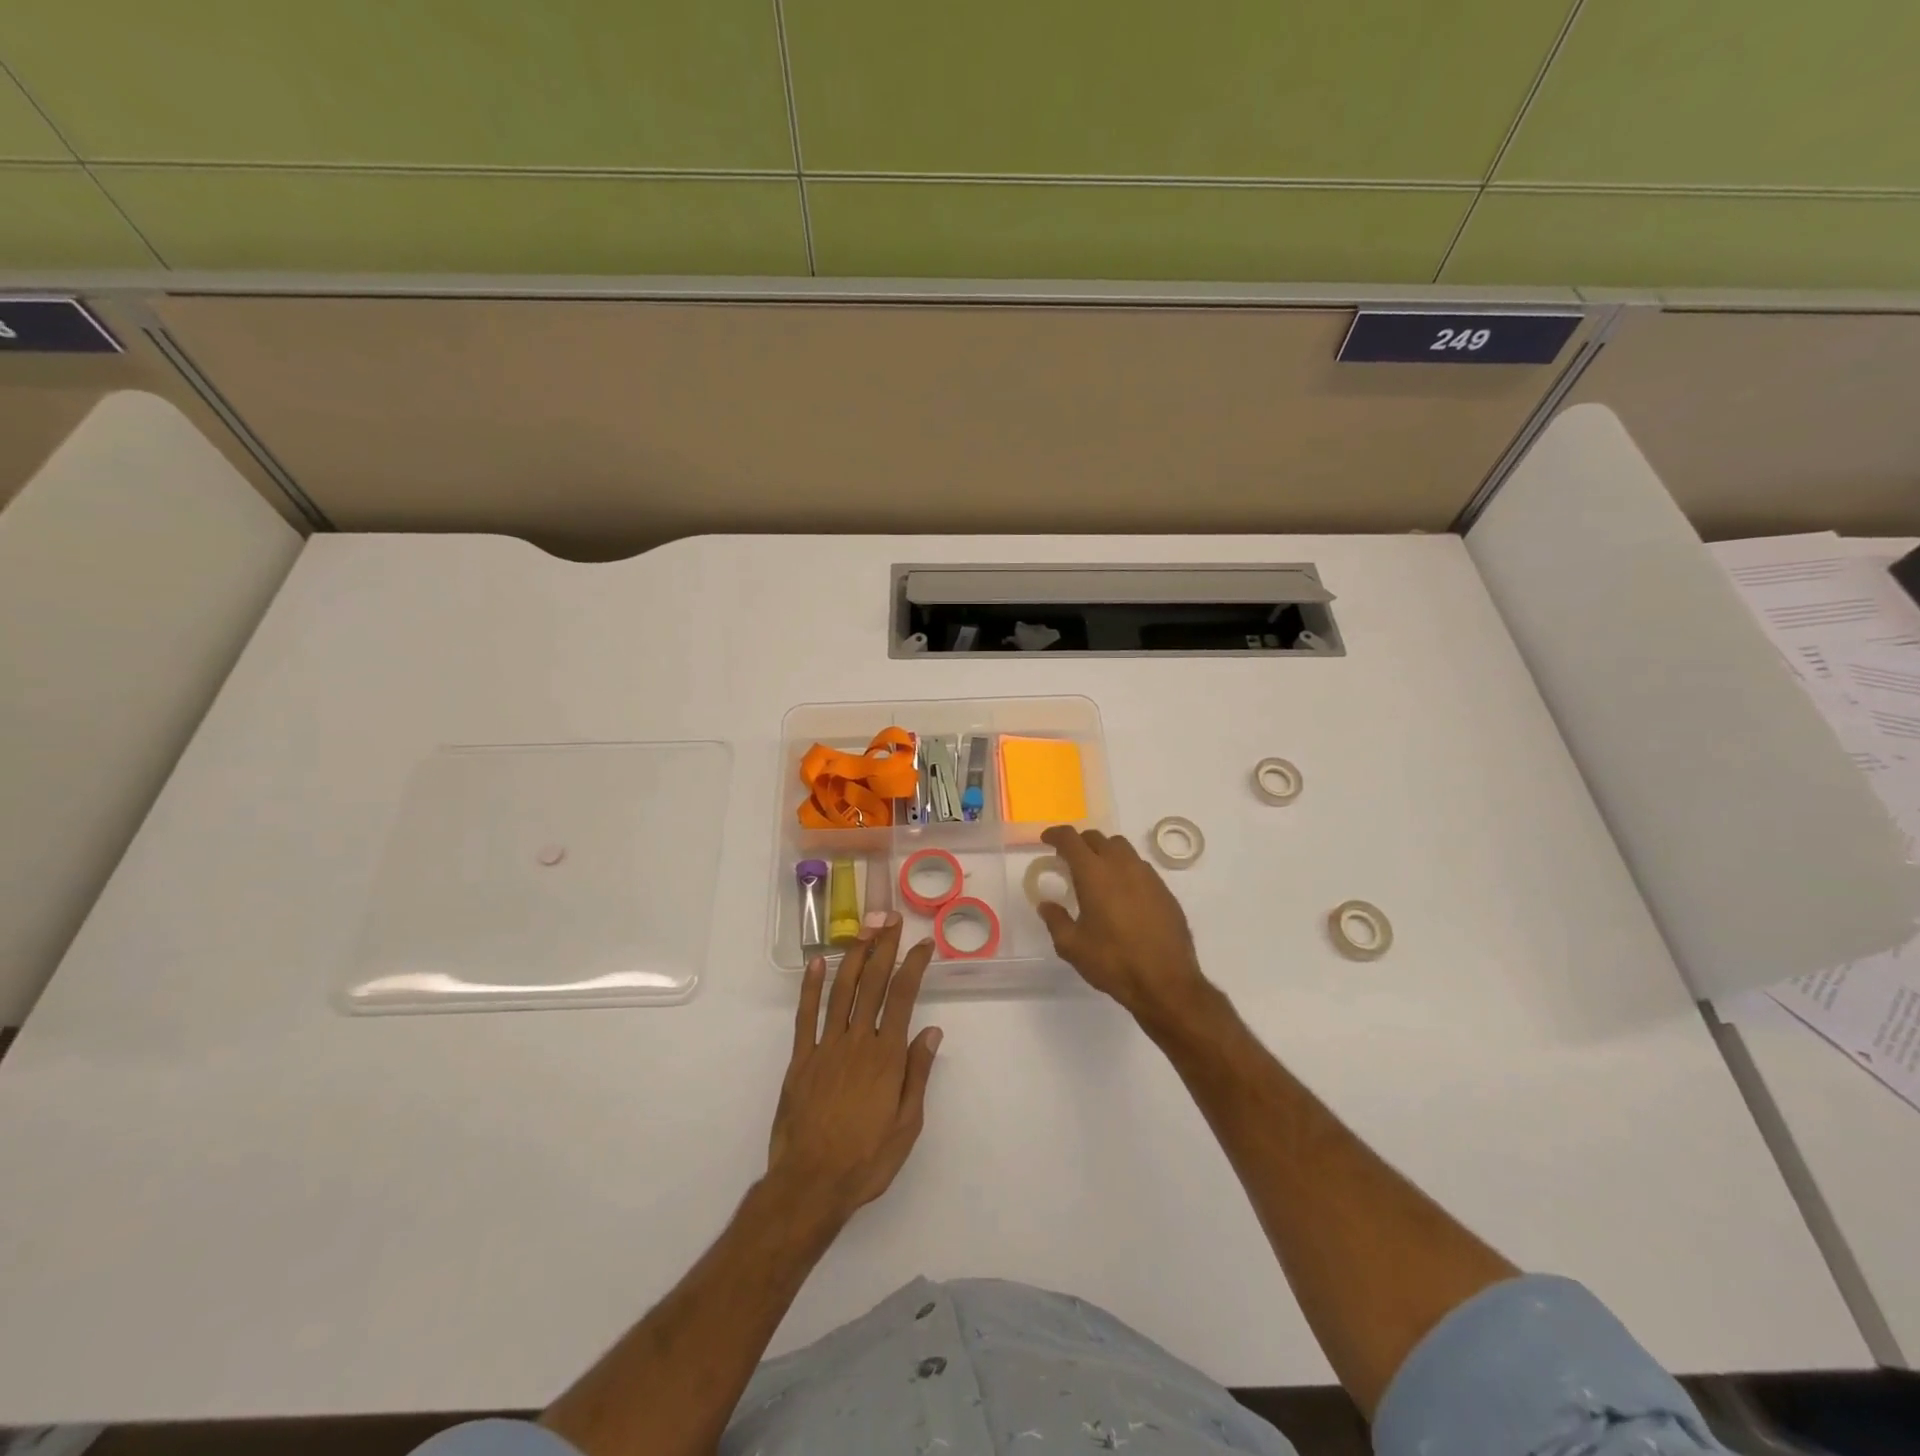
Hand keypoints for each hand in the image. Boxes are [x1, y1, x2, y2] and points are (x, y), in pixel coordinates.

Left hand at [767, 916, 941, 1226]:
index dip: (914, 965)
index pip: (903, 997)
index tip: (923, 943)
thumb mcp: (907, 1125)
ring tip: (864, 929)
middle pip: (873, 984)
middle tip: (892, 918)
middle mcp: (857, 1041)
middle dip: (884, 947)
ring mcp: (825, 1047)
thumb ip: (917, 1073)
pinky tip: (817, 963)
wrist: (810, 1185)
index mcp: (886, 1056)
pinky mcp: (801, 1059)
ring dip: (854, 957)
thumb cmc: (866, 1159)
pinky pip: (806, 1016)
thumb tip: (931, 1030)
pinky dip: (811, 987)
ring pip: (842, 991)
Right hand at [1038, 825, 1208, 1024]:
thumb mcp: (1072, 946)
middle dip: (1080, 843)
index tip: (1047, 840)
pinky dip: (1125, 870)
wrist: (1166, 982)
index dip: (1056, 834)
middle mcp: (1122, 865)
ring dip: (1105, 852)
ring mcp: (1147, 876)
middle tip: (1069, 860)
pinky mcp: (1165, 890)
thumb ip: (1055, 920)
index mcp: (1094, 873)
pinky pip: (1140, 867)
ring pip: (1122, 848)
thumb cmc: (1113, 962)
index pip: (1071, 839)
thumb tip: (1046, 904)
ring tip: (1097, 875)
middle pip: (1097, 837)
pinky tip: (1123, 895)